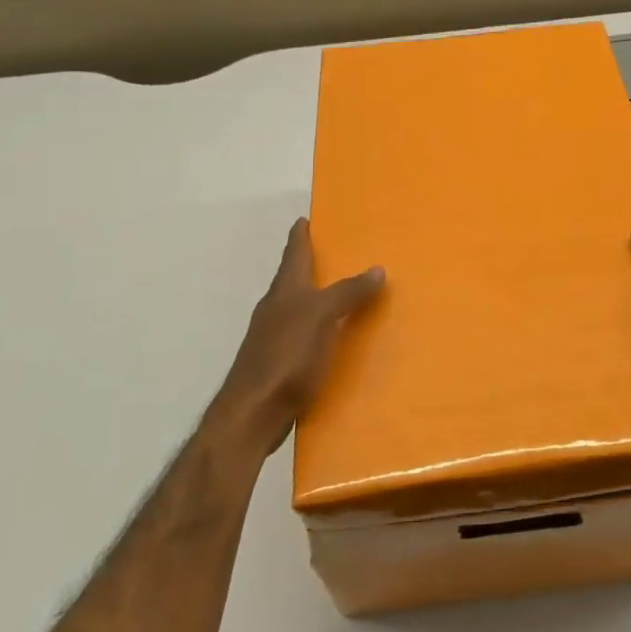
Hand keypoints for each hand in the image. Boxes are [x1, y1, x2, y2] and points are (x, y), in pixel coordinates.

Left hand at [207, 218, 383, 457]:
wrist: (253, 412)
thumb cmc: (286, 356)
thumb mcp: (322, 317)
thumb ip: (348, 292)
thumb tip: (377, 268)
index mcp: (284, 291)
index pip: (294, 254)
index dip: (300, 236)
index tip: (304, 219)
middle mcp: (276, 309)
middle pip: (294, 280)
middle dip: (311, 266)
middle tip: (336, 254)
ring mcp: (274, 338)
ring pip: (298, 309)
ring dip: (317, 299)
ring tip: (343, 296)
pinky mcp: (279, 365)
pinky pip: (304, 337)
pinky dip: (319, 330)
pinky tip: (334, 340)